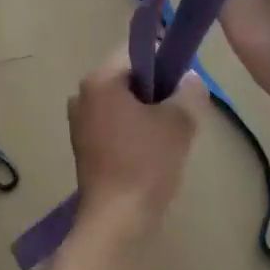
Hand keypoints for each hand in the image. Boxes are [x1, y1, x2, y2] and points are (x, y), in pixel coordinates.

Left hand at [67, 51, 203, 237]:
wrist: (116, 219)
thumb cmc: (146, 163)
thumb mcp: (178, 122)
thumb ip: (189, 91)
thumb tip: (190, 78)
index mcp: (100, 80)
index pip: (135, 51)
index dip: (164, 57)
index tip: (185, 77)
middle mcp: (82, 95)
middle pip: (127, 77)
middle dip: (156, 88)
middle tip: (182, 108)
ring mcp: (79, 122)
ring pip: (122, 102)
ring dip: (146, 110)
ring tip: (170, 133)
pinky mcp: (83, 146)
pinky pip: (113, 123)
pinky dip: (133, 129)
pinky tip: (152, 151)